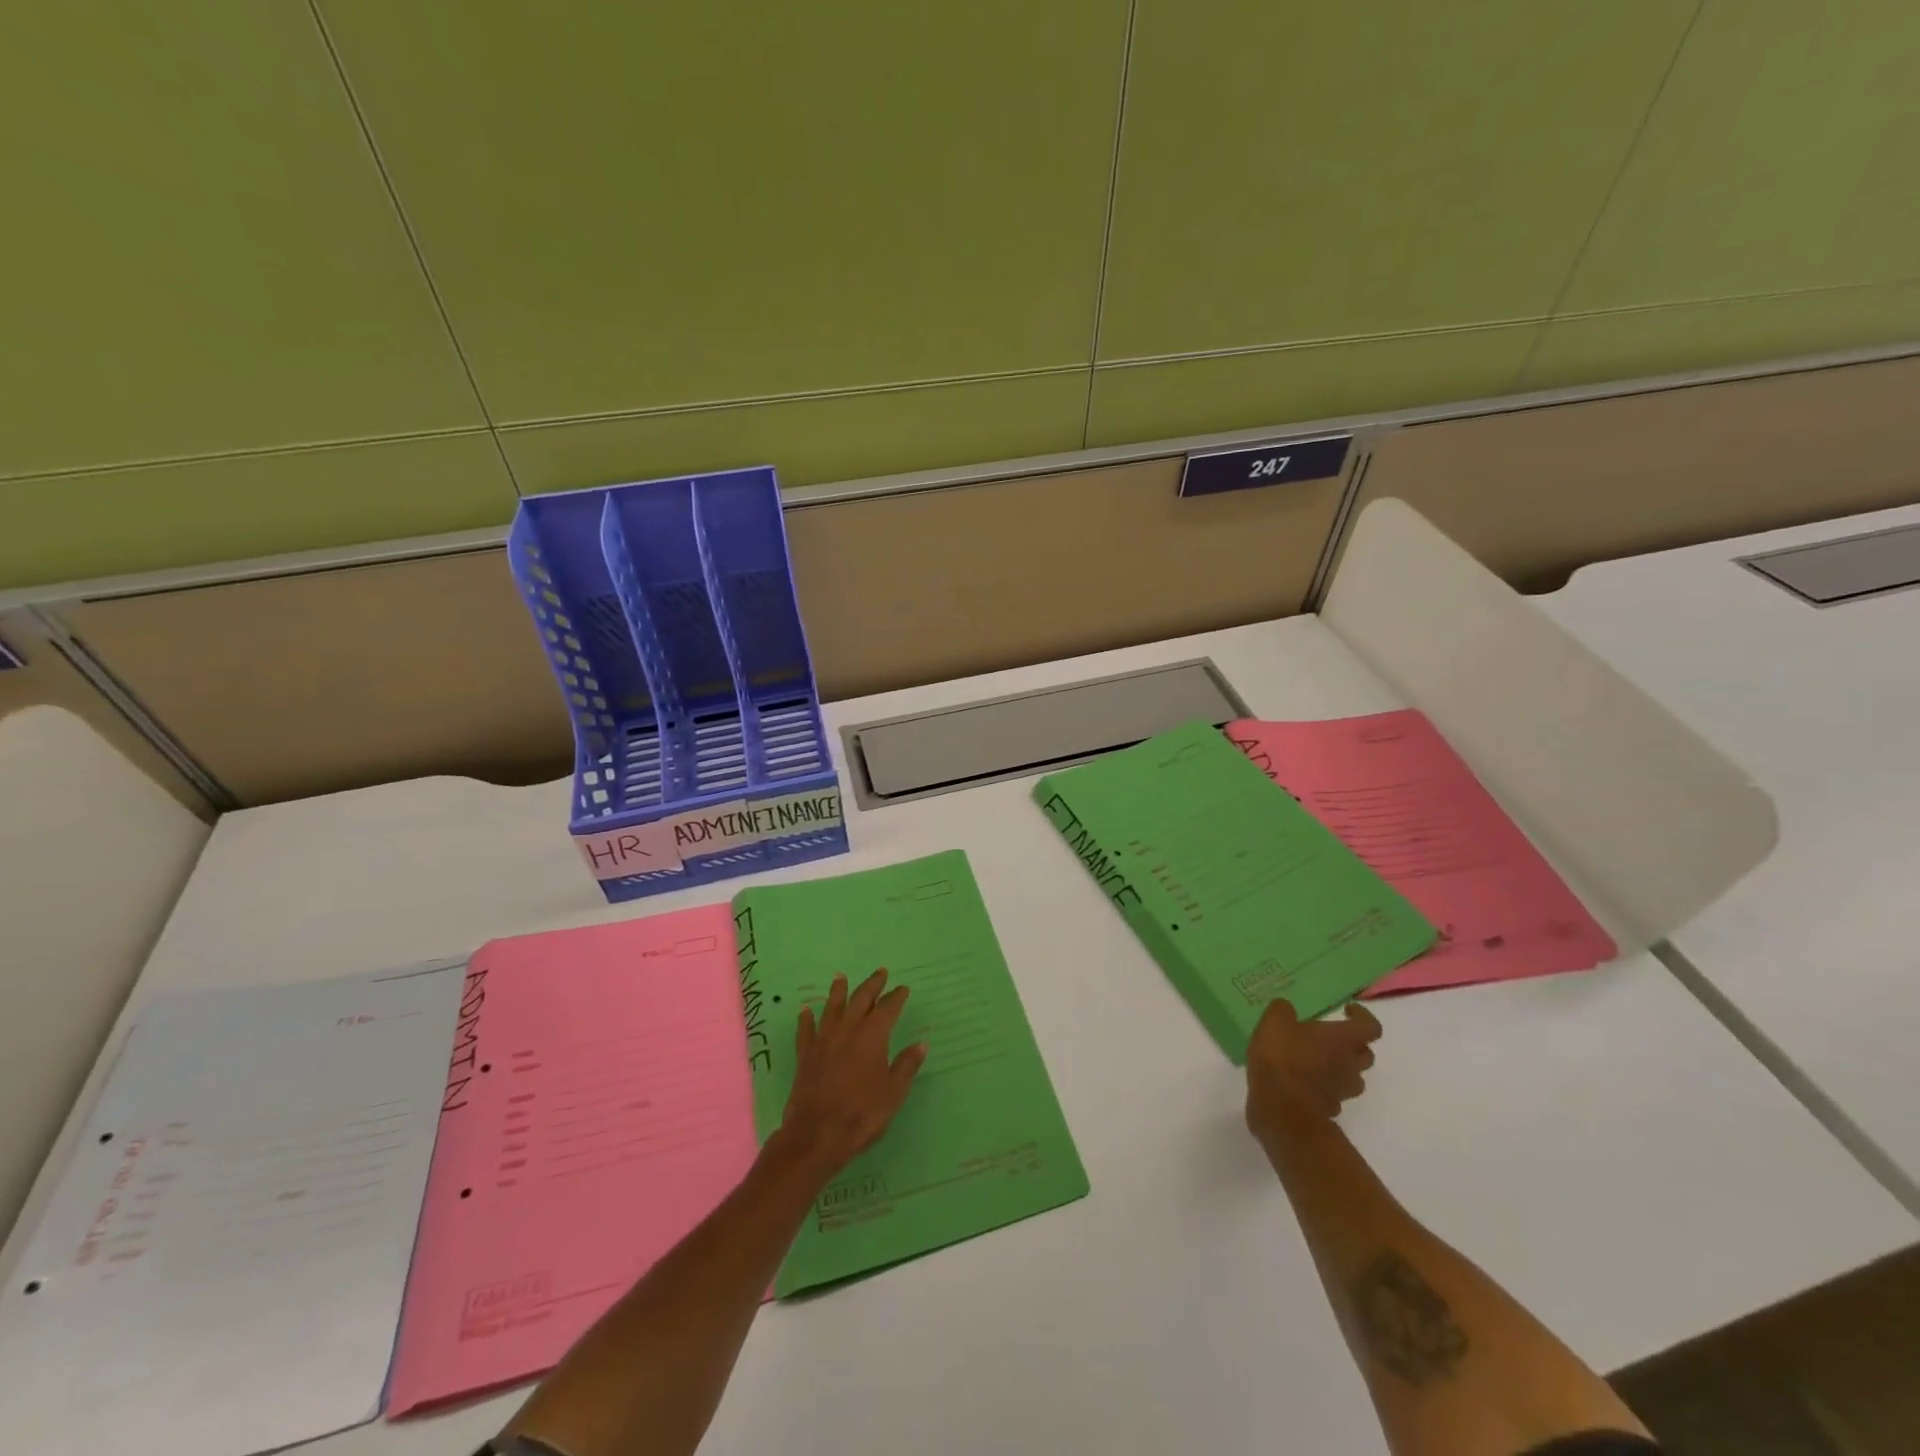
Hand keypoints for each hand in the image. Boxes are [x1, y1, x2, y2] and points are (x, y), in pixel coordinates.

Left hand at [776, 969, 926, 1177]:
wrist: (817, 1134)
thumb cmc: (862, 1113)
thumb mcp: (894, 1092)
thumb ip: (907, 1065)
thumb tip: (921, 1043)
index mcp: (873, 1035)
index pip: (888, 1007)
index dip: (896, 996)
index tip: (903, 988)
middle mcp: (848, 1029)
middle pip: (861, 999)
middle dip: (872, 984)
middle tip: (880, 972)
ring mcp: (824, 1040)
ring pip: (832, 1007)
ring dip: (838, 991)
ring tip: (841, 977)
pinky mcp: (806, 1055)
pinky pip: (806, 1030)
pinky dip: (806, 1018)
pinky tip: (805, 1010)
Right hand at [1245, 999, 1380, 1143]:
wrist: (1281, 1109)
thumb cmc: (1282, 1058)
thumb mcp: (1274, 1022)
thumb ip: (1283, 1010)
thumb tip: (1287, 1008)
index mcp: (1342, 1040)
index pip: (1370, 1027)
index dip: (1362, 1017)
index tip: (1346, 1010)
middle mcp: (1350, 1065)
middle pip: (1366, 1054)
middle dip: (1353, 1044)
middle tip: (1331, 1037)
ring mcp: (1342, 1091)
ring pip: (1353, 1077)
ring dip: (1341, 1068)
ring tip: (1316, 1060)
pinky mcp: (1329, 1110)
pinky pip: (1334, 1095)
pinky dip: (1324, 1088)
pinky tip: (1302, 1083)